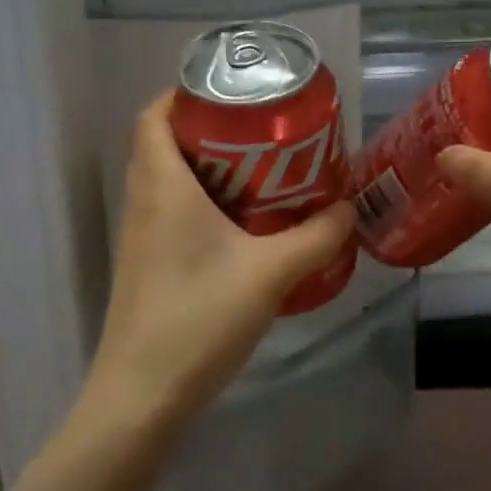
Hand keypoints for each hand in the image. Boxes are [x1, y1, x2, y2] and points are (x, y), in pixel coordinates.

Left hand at [82, 93, 354, 429]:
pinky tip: (248, 228)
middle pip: (167, 143)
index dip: (186, 94)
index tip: (234, 94)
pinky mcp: (149, 267)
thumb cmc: (199, 318)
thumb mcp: (271, 273)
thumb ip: (317, 237)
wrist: (142, 396)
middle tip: (264, 133)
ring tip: (265, 173)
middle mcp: (144, 202)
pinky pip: (175, 214)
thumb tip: (348, 210)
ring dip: (212, 170)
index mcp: (163, 186)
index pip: (155, 114)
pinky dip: (207, 205)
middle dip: (214, 131)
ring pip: (172, 181)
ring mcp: (142, 238)